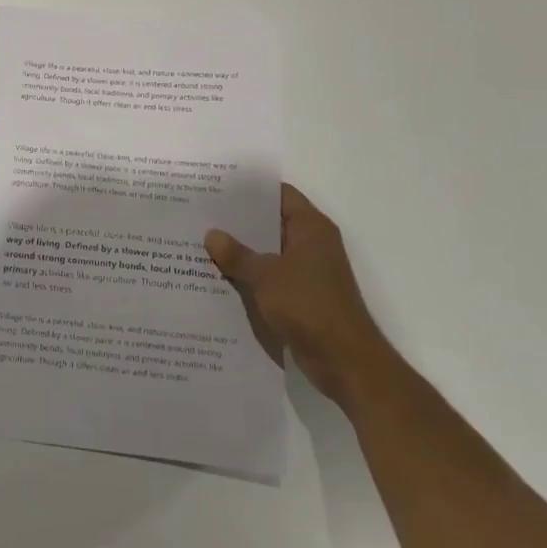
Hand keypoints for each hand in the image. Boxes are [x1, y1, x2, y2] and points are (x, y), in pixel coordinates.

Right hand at [205, 184, 384, 401]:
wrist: (345, 362)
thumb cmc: (310, 306)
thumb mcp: (265, 276)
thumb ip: (236, 254)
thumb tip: (211, 234)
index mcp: (311, 228)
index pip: (279, 194)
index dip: (250, 189)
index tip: (218, 186)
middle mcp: (312, 244)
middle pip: (270, 222)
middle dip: (238, 220)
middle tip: (201, 214)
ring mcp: (308, 271)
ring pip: (268, 251)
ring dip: (241, 250)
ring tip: (202, 242)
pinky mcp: (301, 296)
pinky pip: (270, 276)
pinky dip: (249, 275)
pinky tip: (219, 276)